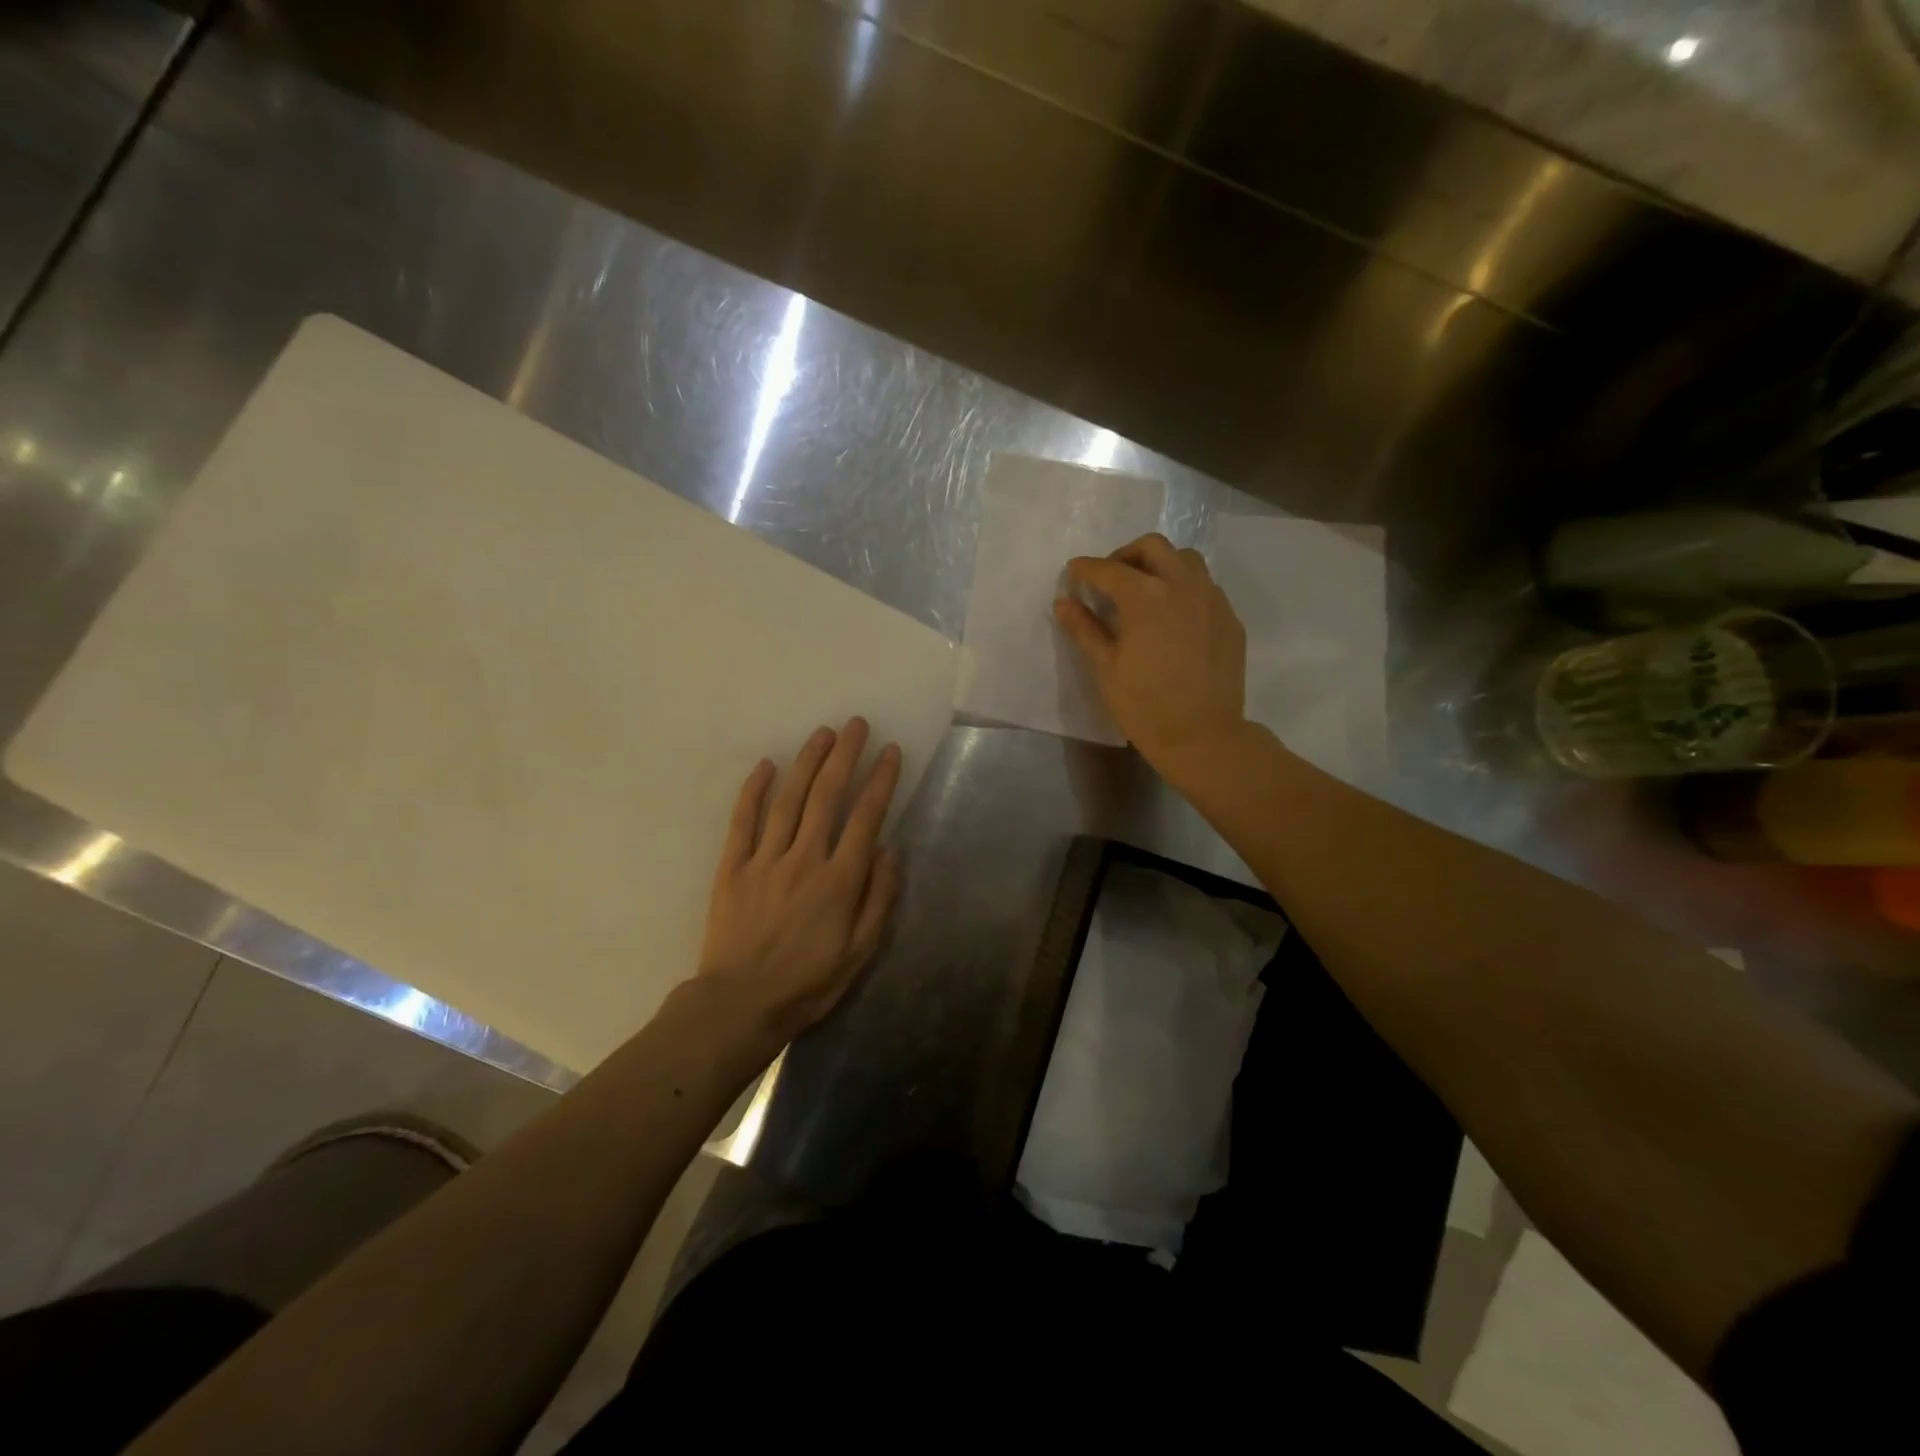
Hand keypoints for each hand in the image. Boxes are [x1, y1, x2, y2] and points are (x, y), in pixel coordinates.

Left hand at [697, 718, 902, 1039]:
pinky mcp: (733, 867)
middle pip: (827, 795)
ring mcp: (765, 859)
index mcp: (839, 881)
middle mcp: (804, 859)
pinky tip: (766, 765)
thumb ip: (878, 899)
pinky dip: (754, 790)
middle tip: (856, 724)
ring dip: (807, 761)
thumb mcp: (860, 953)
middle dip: (845, 755)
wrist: (740, 1005)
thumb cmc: (808, 983)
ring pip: (789, 799)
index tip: (891, 752)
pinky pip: (743, 820)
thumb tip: (889, 850)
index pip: (866, 817)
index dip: (881, 780)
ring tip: (822, 733)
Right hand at [1053, 532, 1248, 772]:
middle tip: (1110, 579)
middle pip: (1152, 547)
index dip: (1085, 569)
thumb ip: (1084, 629)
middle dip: (1125, 556)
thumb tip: (1063, 602)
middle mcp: (1182, 585)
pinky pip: (1205, 586)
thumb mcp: (1105, 668)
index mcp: (1146, 597)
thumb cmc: (1145, 705)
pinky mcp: (1229, 618)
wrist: (1203, 736)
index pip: (1109, 569)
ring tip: (1145, 591)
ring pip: (1185, 560)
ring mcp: (1212, 599)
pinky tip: (1172, 617)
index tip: (1073, 573)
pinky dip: (1183, 588)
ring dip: (1160, 565)